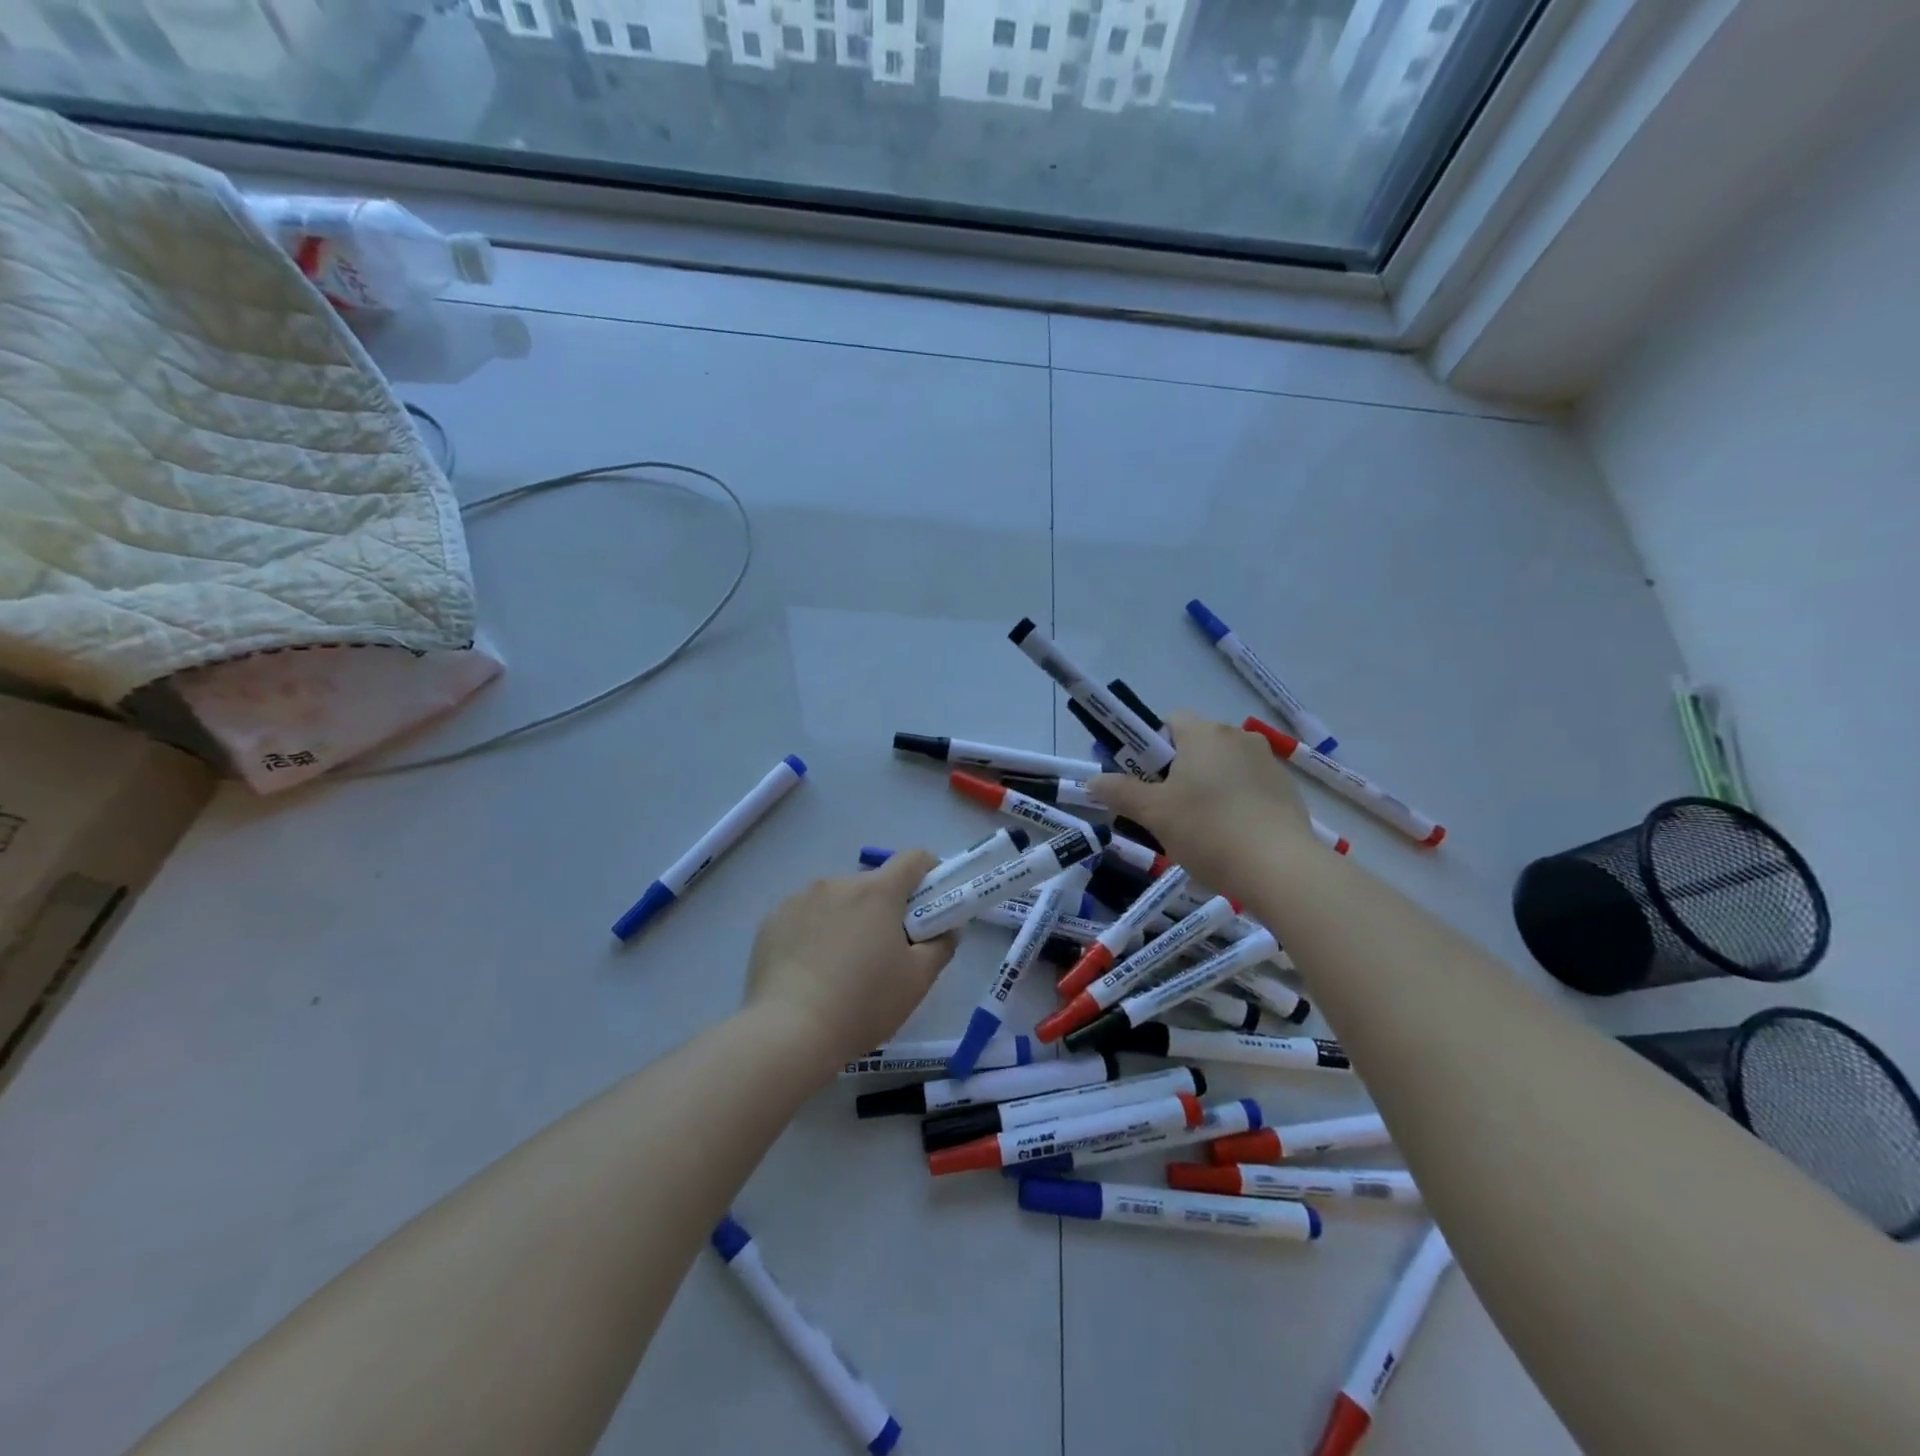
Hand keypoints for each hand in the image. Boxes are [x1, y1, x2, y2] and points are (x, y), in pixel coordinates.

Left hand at [743, 851, 957, 1070]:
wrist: (788, 1033)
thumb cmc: (863, 1004)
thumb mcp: (917, 981)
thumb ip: (941, 946)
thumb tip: (947, 929)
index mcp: (877, 892)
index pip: (913, 859)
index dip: (928, 874)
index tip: (928, 905)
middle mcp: (837, 883)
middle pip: (872, 884)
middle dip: (884, 908)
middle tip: (884, 951)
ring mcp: (799, 899)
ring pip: (836, 900)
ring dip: (847, 919)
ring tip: (840, 966)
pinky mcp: (772, 920)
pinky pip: (804, 916)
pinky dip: (814, 932)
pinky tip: (810, 970)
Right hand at [1091, 712, 1316, 902]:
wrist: (1280, 868)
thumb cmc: (1208, 830)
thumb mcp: (1153, 814)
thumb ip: (1120, 792)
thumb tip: (1092, 781)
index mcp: (1204, 734)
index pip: (1171, 720)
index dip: (1152, 746)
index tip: (1145, 779)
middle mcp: (1239, 737)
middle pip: (1197, 744)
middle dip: (1178, 770)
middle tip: (1166, 808)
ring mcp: (1268, 762)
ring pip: (1224, 766)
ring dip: (1208, 786)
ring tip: (1200, 829)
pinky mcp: (1288, 790)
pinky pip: (1249, 787)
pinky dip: (1236, 803)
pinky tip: (1231, 837)